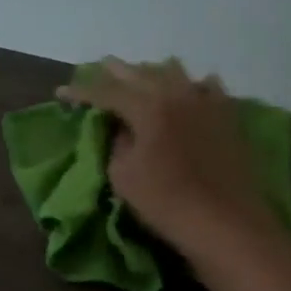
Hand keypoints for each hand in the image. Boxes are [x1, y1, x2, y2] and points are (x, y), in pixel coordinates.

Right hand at [59, 58, 284, 260]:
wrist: (224, 222)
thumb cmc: (166, 202)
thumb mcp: (123, 177)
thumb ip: (118, 145)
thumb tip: (123, 129)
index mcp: (147, 107)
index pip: (106, 92)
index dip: (81, 92)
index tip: (62, 93)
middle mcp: (177, 95)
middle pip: (141, 74)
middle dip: (116, 72)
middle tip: (99, 68)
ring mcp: (207, 102)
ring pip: (176, 74)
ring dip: (154, 72)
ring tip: (143, 76)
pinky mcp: (229, 117)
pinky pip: (209, 88)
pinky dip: (194, 85)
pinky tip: (194, 88)